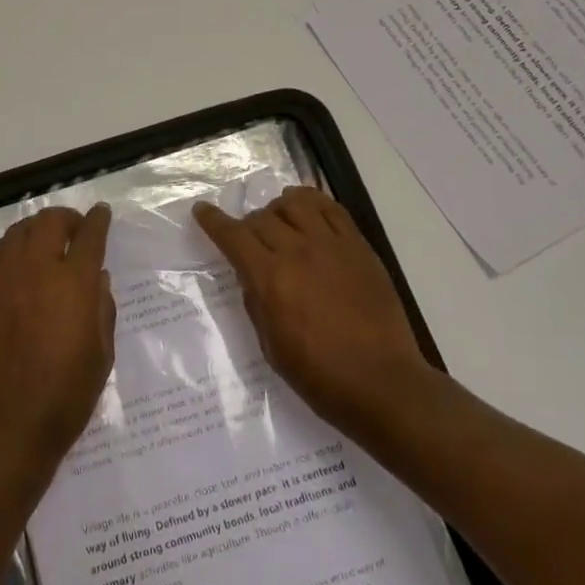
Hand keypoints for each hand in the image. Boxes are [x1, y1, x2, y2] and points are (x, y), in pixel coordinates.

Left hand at [0, 205, 116, 476]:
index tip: (102, 213)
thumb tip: (97, 277)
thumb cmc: (68, 391)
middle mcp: (37, 270)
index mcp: (73, 283)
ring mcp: (4, 280)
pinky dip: (12, 247)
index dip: (98, 220)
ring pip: (19, 232)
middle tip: (75, 228)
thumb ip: (102, 306)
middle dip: (66, 218)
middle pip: (49, 222)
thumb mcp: (103, 351)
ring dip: (37, 228)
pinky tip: (18, 260)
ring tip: (46, 240)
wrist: (13, 423)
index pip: (89, 236)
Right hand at [194, 186, 439, 444]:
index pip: (233, 236)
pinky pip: (332, 208)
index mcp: (271, 279)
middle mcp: (298, 251)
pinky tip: (308, 210)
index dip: (213, 221)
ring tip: (279, 221)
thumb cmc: (321, 376)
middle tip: (249, 239)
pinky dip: (312, 201)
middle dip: (247, 224)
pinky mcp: (359, 246)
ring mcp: (332, 245)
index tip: (202, 210)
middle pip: (262, 217)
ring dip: (278, 209)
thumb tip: (251, 275)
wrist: (383, 383)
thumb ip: (256, 303)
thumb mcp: (271, 347)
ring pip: (295, 203)